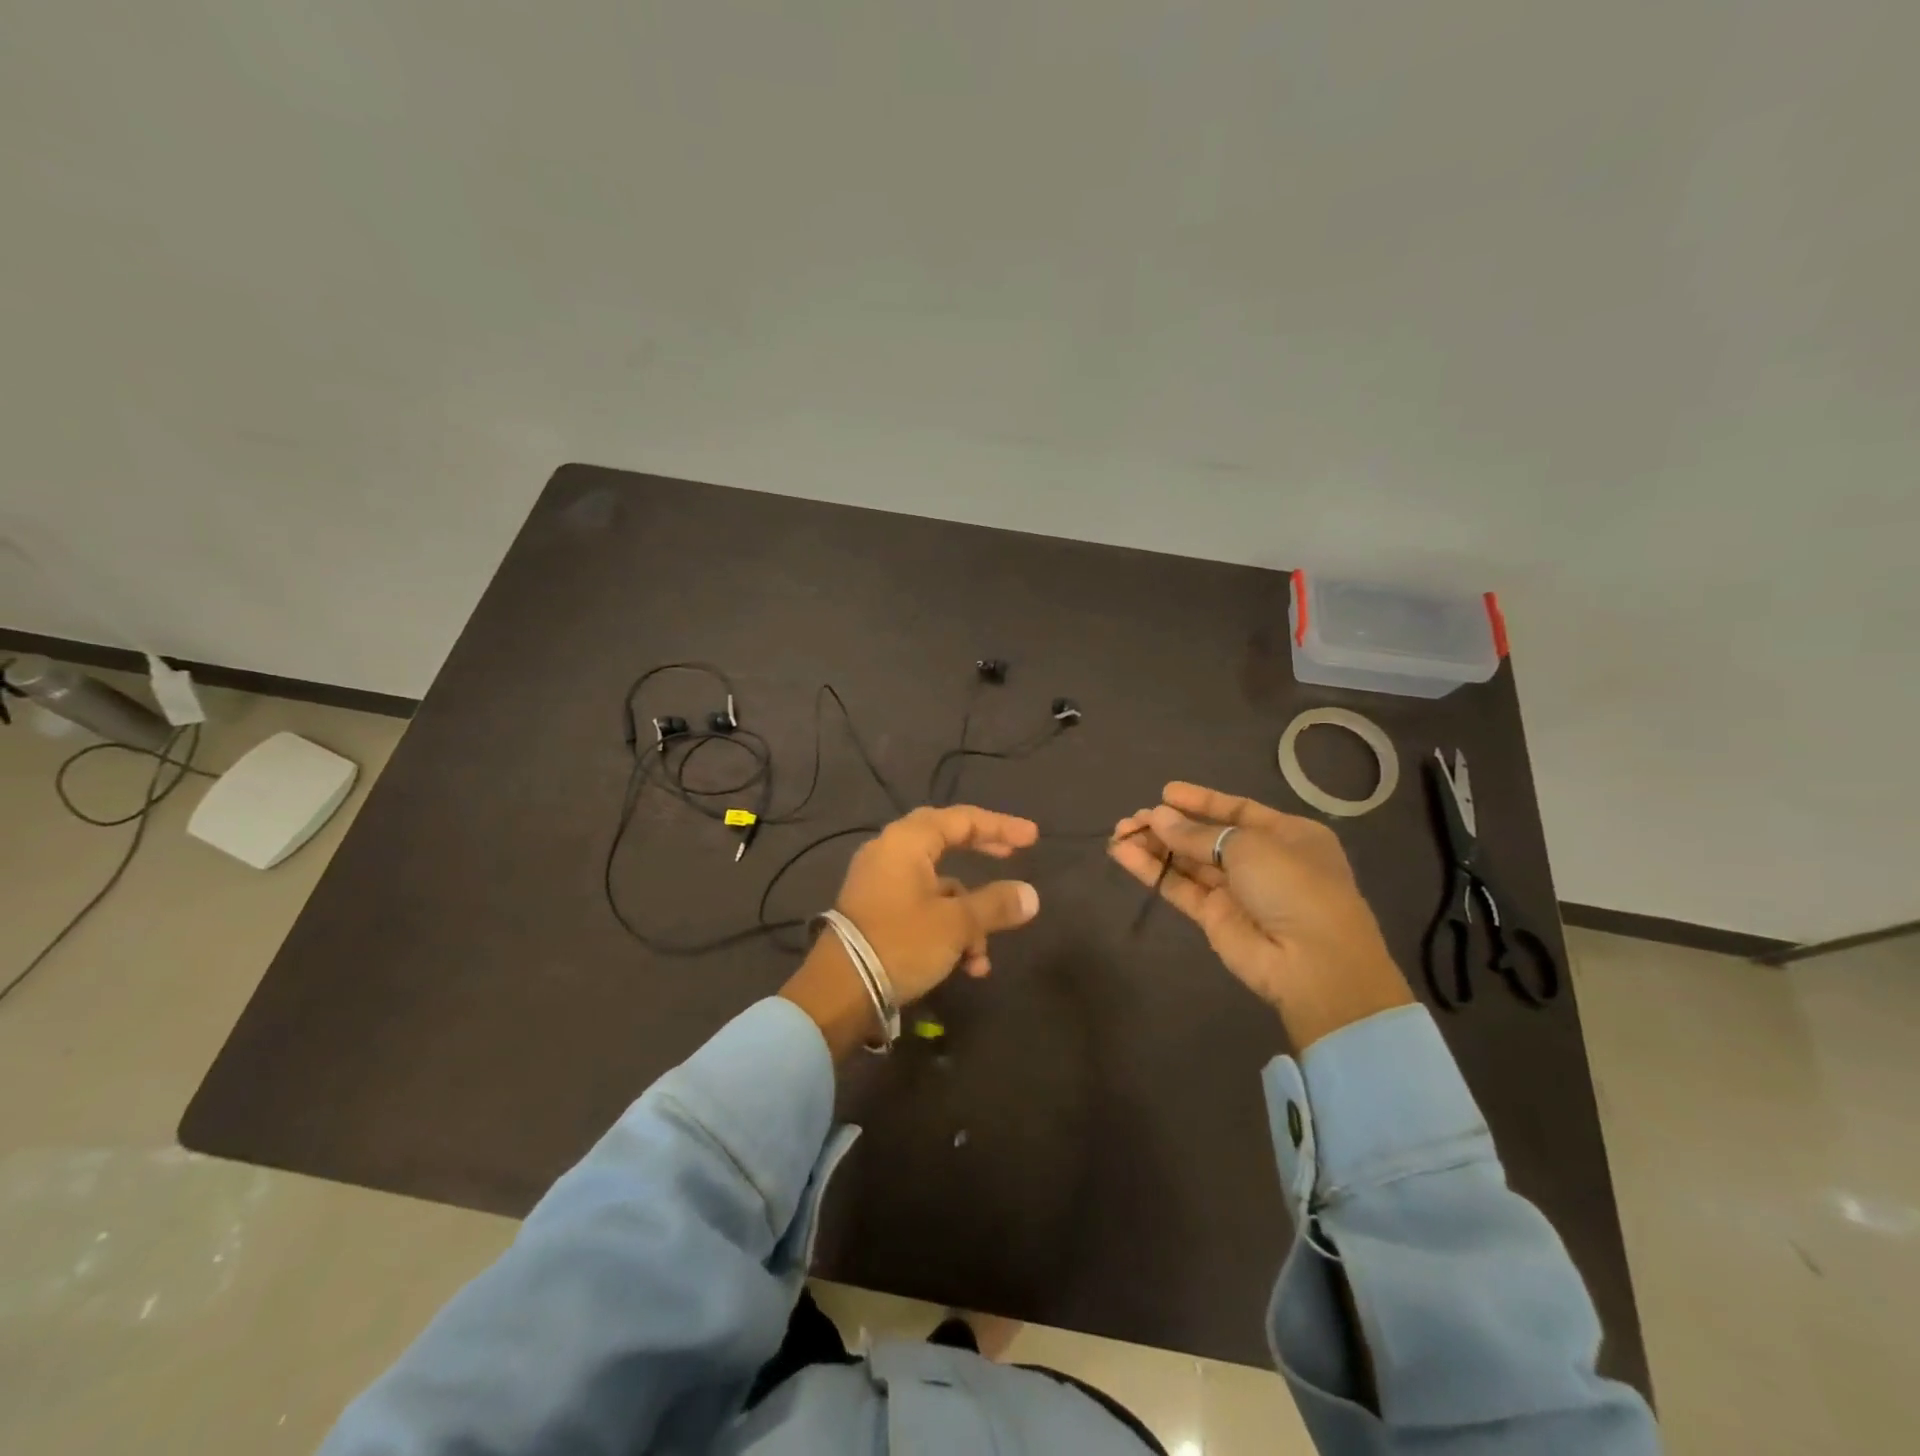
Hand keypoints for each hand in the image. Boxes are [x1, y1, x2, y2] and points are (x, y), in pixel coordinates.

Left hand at [781, 806, 1040, 1057]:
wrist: (840, 991)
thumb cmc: (901, 943)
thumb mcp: (956, 924)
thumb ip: (995, 905)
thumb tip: (1030, 895)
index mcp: (906, 842)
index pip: (961, 819)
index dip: (1000, 827)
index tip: (1032, 838)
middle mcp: (890, 852)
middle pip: (945, 842)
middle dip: (981, 855)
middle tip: (1011, 859)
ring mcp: (880, 882)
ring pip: (937, 886)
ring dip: (968, 917)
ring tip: (983, 957)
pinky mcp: (876, 911)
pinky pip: (921, 907)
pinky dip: (946, 929)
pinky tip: (965, 966)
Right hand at [1110, 782, 1412, 1049]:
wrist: (1311, 962)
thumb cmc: (1292, 885)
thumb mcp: (1248, 846)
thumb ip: (1197, 834)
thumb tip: (1157, 816)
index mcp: (1287, 835)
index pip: (1237, 810)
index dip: (1201, 801)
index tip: (1165, 792)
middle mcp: (1262, 860)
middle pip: (1207, 837)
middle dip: (1171, 825)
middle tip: (1133, 818)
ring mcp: (1237, 891)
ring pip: (1189, 862)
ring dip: (1155, 846)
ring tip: (1120, 832)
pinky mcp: (1214, 918)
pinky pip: (1179, 887)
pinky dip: (1152, 871)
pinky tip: (1123, 854)